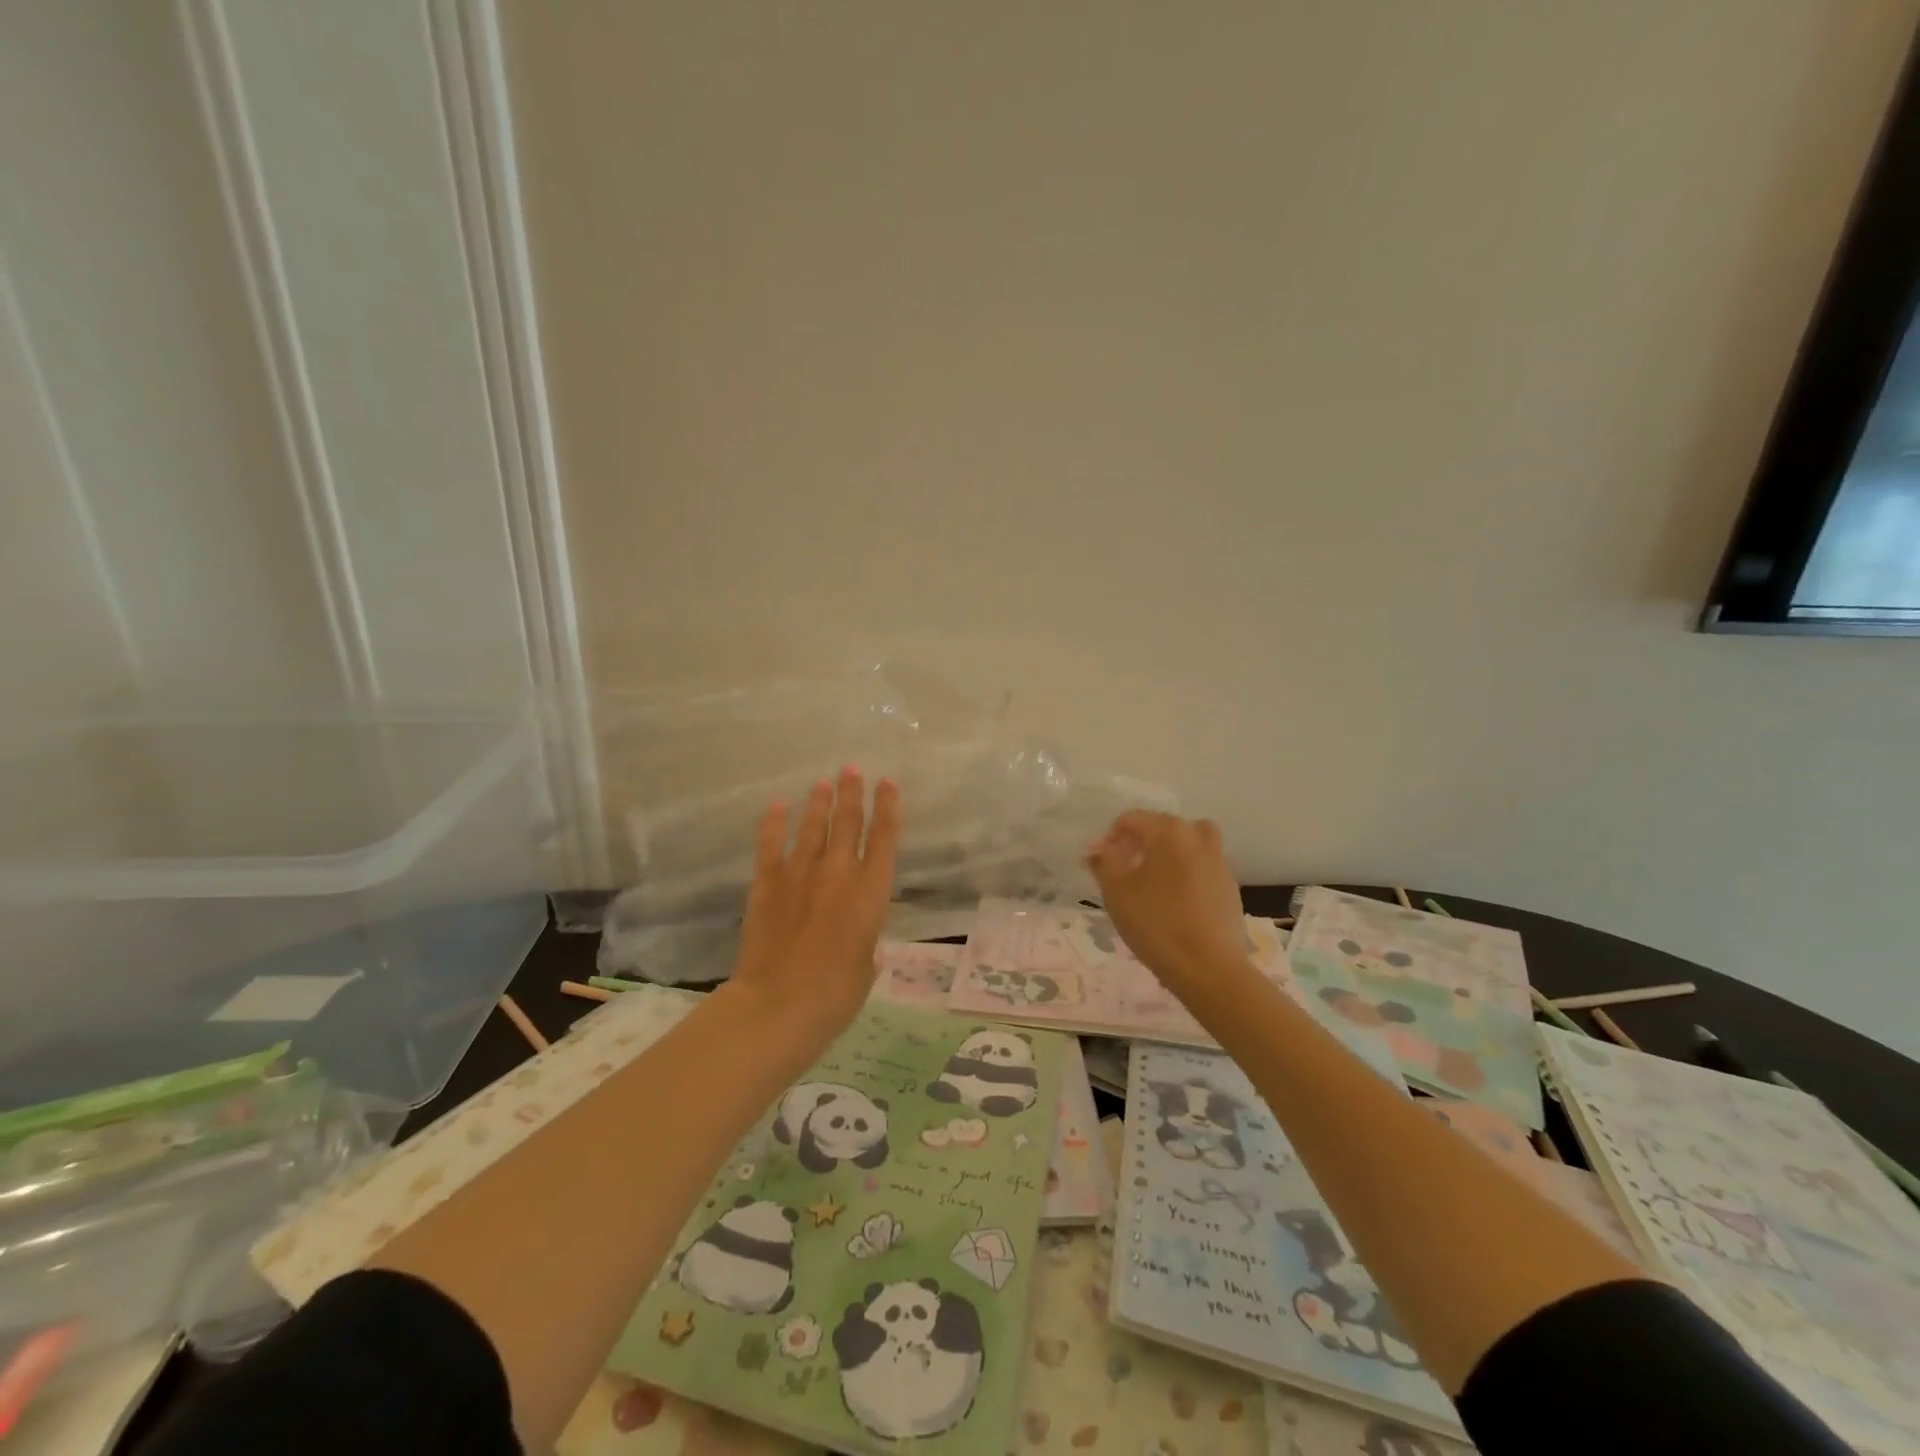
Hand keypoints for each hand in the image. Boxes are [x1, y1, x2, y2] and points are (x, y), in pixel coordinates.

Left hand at [726, 766, 901, 1046]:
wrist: (778, 1006)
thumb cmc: (835, 995)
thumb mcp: (866, 969)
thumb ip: (866, 946)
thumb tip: (863, 945)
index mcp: (871, 892)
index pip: (885, 838)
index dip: (888, 807)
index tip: (888, 782)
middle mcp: (839, 872)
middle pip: (848, 822)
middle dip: (853, 792)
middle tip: (852, 768)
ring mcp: (800, 874)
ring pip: (813, 827)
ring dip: (820, 802)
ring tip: (824, 782)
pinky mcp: (767, 884)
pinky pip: (771, 845)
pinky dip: (774, 823)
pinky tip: (777, 806)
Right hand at [1087, 811, 1250, 992]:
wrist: (1209, 967)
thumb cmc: (1156, 923)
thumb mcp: (1116, 891)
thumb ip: (1103, 863)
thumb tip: (1097, 849)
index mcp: (1169, 830)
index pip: (1131, 819)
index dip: (1110, 838)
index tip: (1100, 864)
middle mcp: (1197, 836)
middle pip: (1161, 828)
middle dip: (1138, 843)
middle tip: (1122, 871)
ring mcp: (1219, 861)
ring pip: (1186, 845)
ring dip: (1166, 855)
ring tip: (1150, 884)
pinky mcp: (1230, 886)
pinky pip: (1201, 868)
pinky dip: (1185, 874)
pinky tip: (1173, 903)